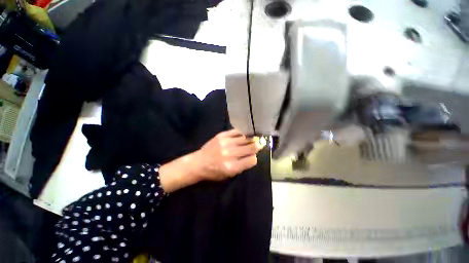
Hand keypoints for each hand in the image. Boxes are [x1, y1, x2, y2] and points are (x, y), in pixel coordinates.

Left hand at [194, 129, 263, 180]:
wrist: (198, 162)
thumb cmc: (214, 172)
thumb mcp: (229, 175)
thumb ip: (241, 166)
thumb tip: (252, 156)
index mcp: (232, 167)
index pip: (252, 160)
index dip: (255, 158)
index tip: (254, 156)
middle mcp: (230, 154)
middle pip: (250, 147)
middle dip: (257, 146)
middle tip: (261, 143)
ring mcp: (226, 143)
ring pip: (245, 138)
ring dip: (251, 138)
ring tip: (254, 138)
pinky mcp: (221, 135)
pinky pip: (236, 132)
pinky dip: (242, 133)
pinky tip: (244, 134)